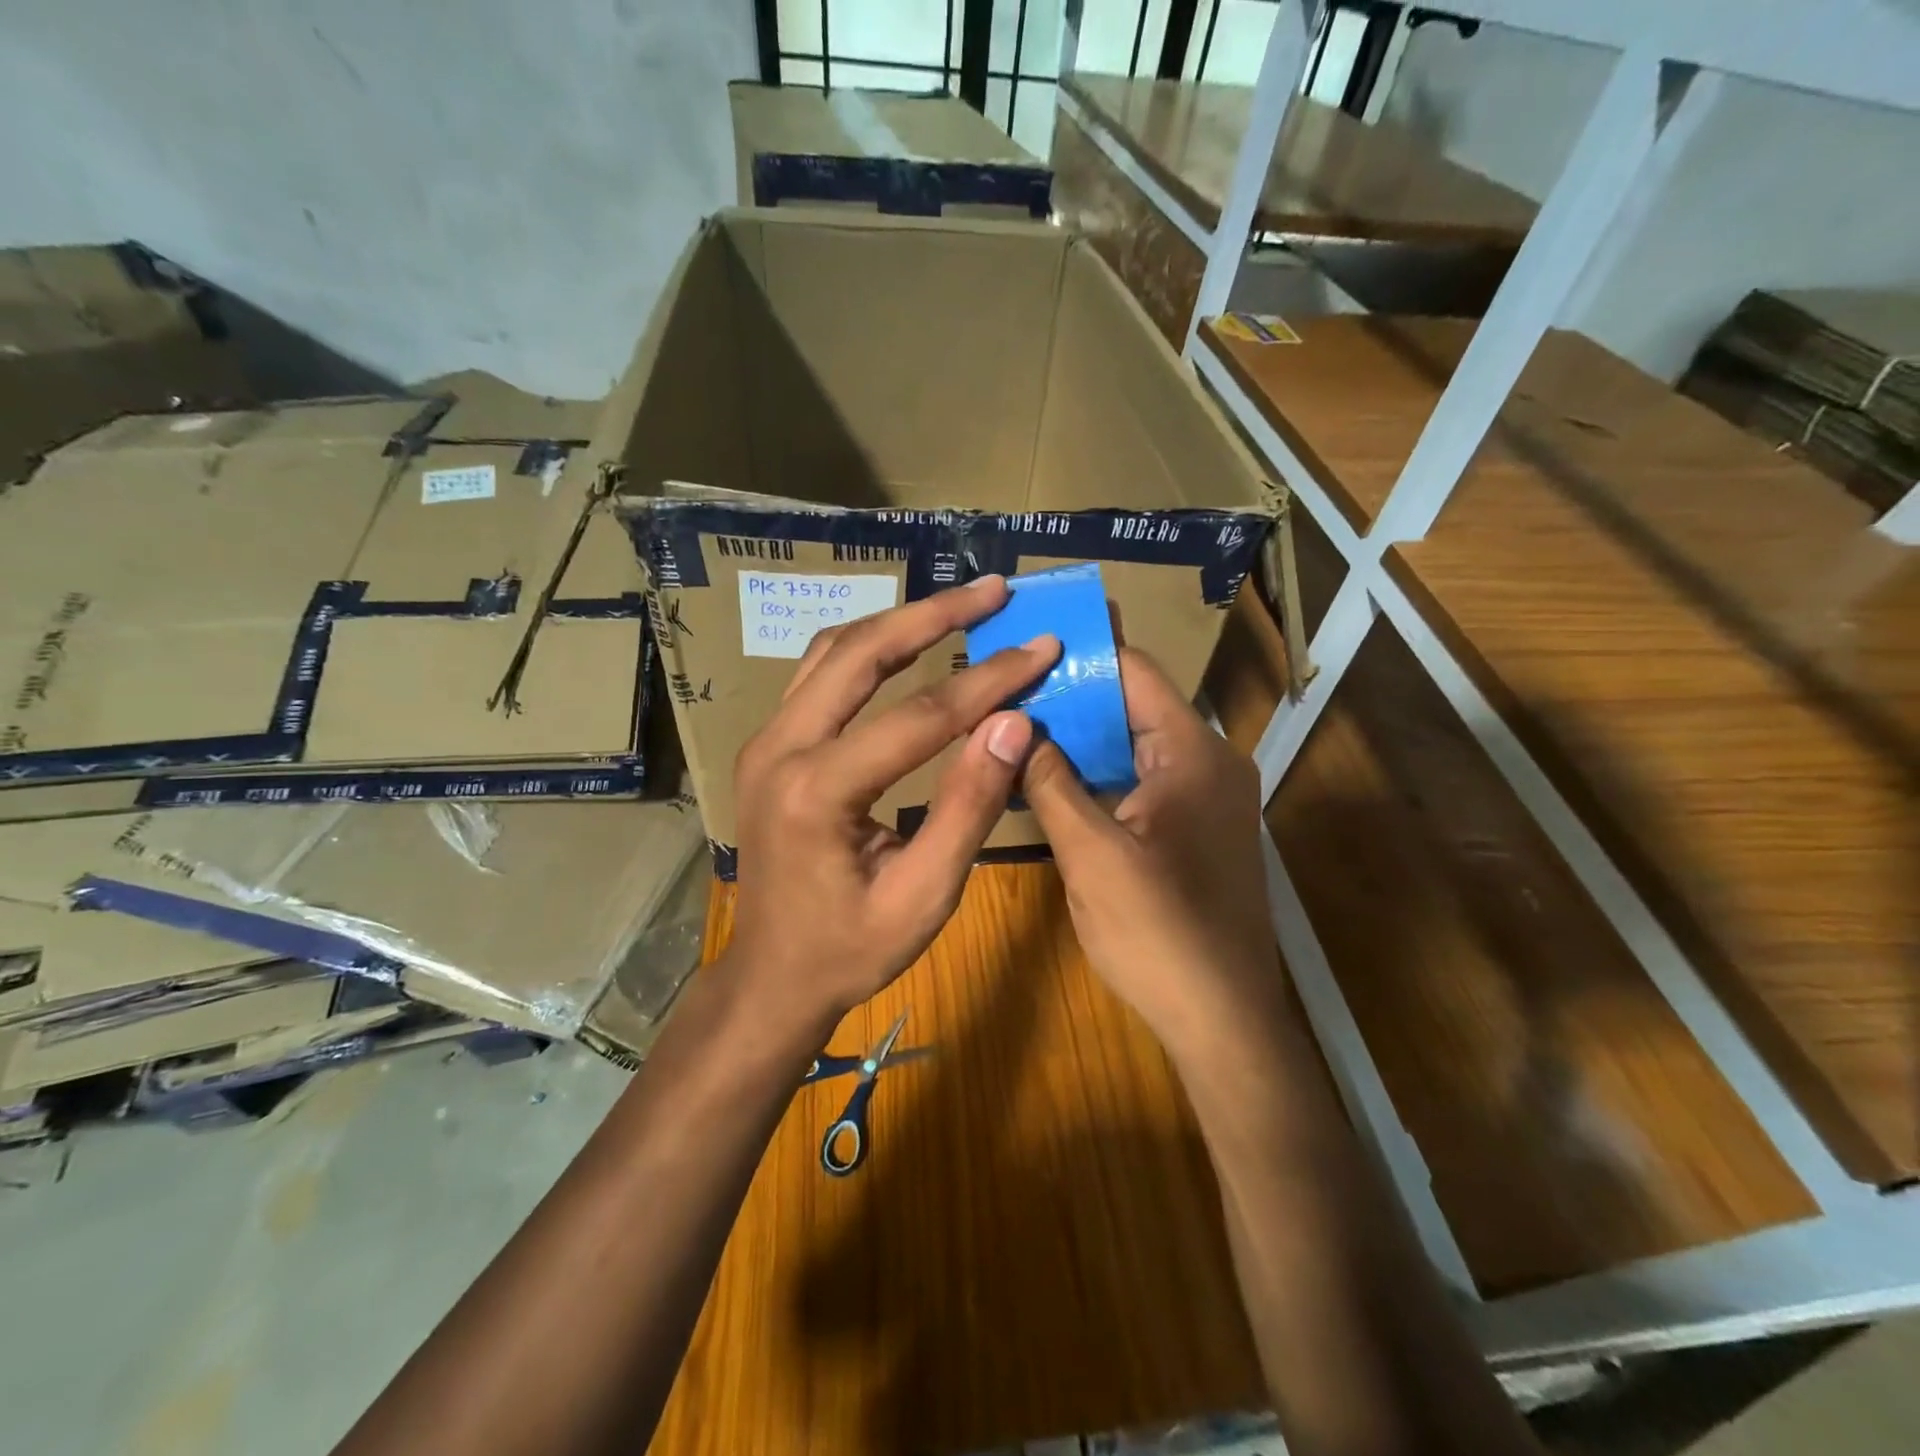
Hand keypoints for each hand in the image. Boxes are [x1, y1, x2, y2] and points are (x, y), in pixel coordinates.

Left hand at [726, 576, 1059, 1034]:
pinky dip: (869, 649)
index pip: (919, 716)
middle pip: (861, 652)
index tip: (1042, 647)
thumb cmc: (850, 950)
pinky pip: (819, 675)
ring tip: (959, 605)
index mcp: (818, 792)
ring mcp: (765, 741)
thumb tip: (1013, 724)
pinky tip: (907, 642)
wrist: (772, 976)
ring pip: (833, 651)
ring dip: (898, 621)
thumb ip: (968, 806)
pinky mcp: (768, 745)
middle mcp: (780, 748)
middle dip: (934, 614)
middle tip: (995, 590)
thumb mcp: (924, 895)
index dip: (988, 680)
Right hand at [1023, 648, 1283, 1056]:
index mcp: (1192, 753)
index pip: (1135, 671)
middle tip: (1006, 690)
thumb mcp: (1091, 854)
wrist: (1223, 1021)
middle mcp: (1209, 762)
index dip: (1081, 652)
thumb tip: (1013, 724)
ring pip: (1135, 746)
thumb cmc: (1159, 932)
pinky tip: (1053, 782)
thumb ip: (1051, 782)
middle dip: (1071, 698)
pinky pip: (1143, 782)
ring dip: (1082, 740)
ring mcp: (1207, 798)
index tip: (1026, 643)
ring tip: (1017, 729)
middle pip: (1134, 706)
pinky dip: (1101, 776)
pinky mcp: (1198, 830)